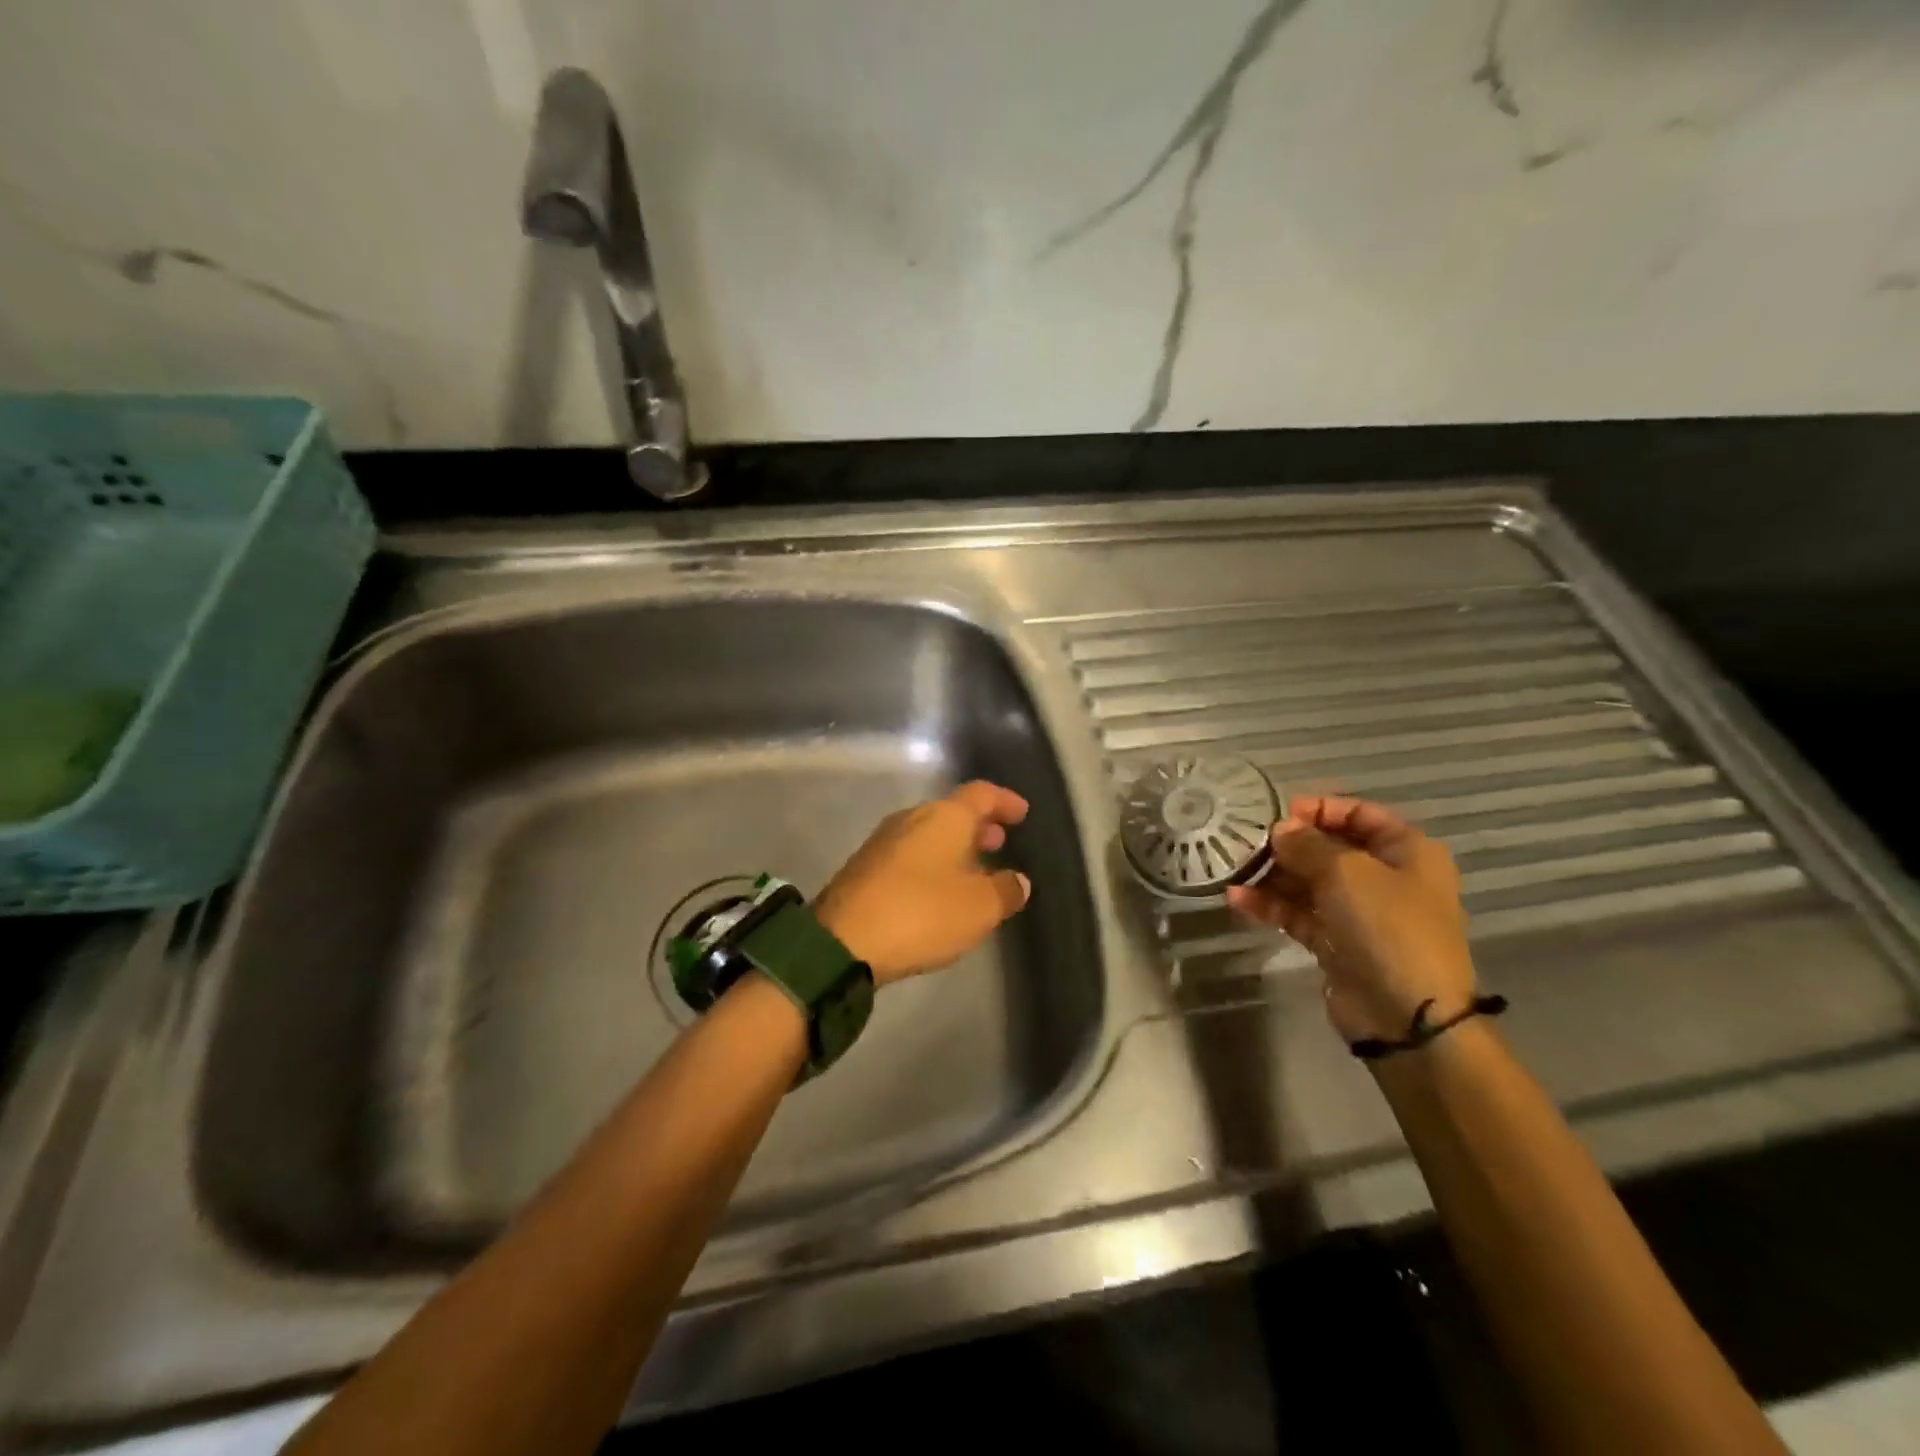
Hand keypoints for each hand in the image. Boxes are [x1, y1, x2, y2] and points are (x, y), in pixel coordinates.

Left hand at [813, 781, 1031, 986]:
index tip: (1022, 813)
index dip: (1005, 801)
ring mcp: (884, 841)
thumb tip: (1018, 881)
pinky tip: (939, 890)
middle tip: (999, 842)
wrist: (842, 941)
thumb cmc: (921, 913)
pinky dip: (932, 863)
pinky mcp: (865, 867)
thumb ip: (1005, 891)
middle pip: (952, 811)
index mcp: (944, 817)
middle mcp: (912, 819)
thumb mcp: (978, 908)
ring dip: (955, 846)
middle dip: (978, 826)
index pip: (981, 794)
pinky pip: (910, 854)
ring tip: (974, 870)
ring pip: (929, 833)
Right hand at [1225, 795, 1475, 1044]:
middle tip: (1246, 841)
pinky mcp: (1337, 943)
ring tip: (1234, 868)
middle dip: (1288, 844)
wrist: (1406, 1015)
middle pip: (1330, 848)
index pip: (1359, 813)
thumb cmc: (1387, 926)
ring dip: (1272, 875)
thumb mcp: (1346, 871)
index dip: (1318, 809)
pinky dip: (1270, 906)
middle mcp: (1386, 878)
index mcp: (1406, 851)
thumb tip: (1281, 829)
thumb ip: (1307, 844)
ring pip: (1309, 882)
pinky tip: (1236, 899)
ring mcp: (1360, 913)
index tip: (1277, 812)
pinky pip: (1299, 914)